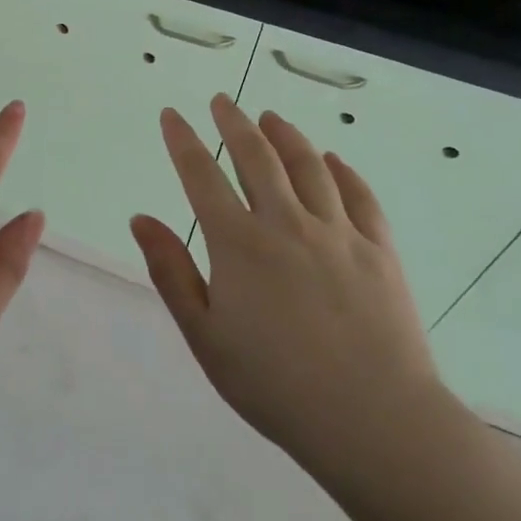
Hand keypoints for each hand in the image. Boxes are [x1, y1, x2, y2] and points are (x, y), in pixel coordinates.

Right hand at [130, 94, 447, 491]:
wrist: (373, 420)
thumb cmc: (274, 385)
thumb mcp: (205, 335)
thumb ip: (171, 272)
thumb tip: (141, 218)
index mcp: (239, 245)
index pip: (202, 176)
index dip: (183, 141)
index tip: (172, 115)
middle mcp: (287, 224)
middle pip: (257, 157)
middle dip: (234, 123)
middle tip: (222, 100)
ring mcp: (338, 233)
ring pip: (308, 166)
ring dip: (286, 136)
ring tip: (271, 118)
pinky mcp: (379, 250)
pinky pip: (359, 196)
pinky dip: (343, 171)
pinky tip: (333, 159)